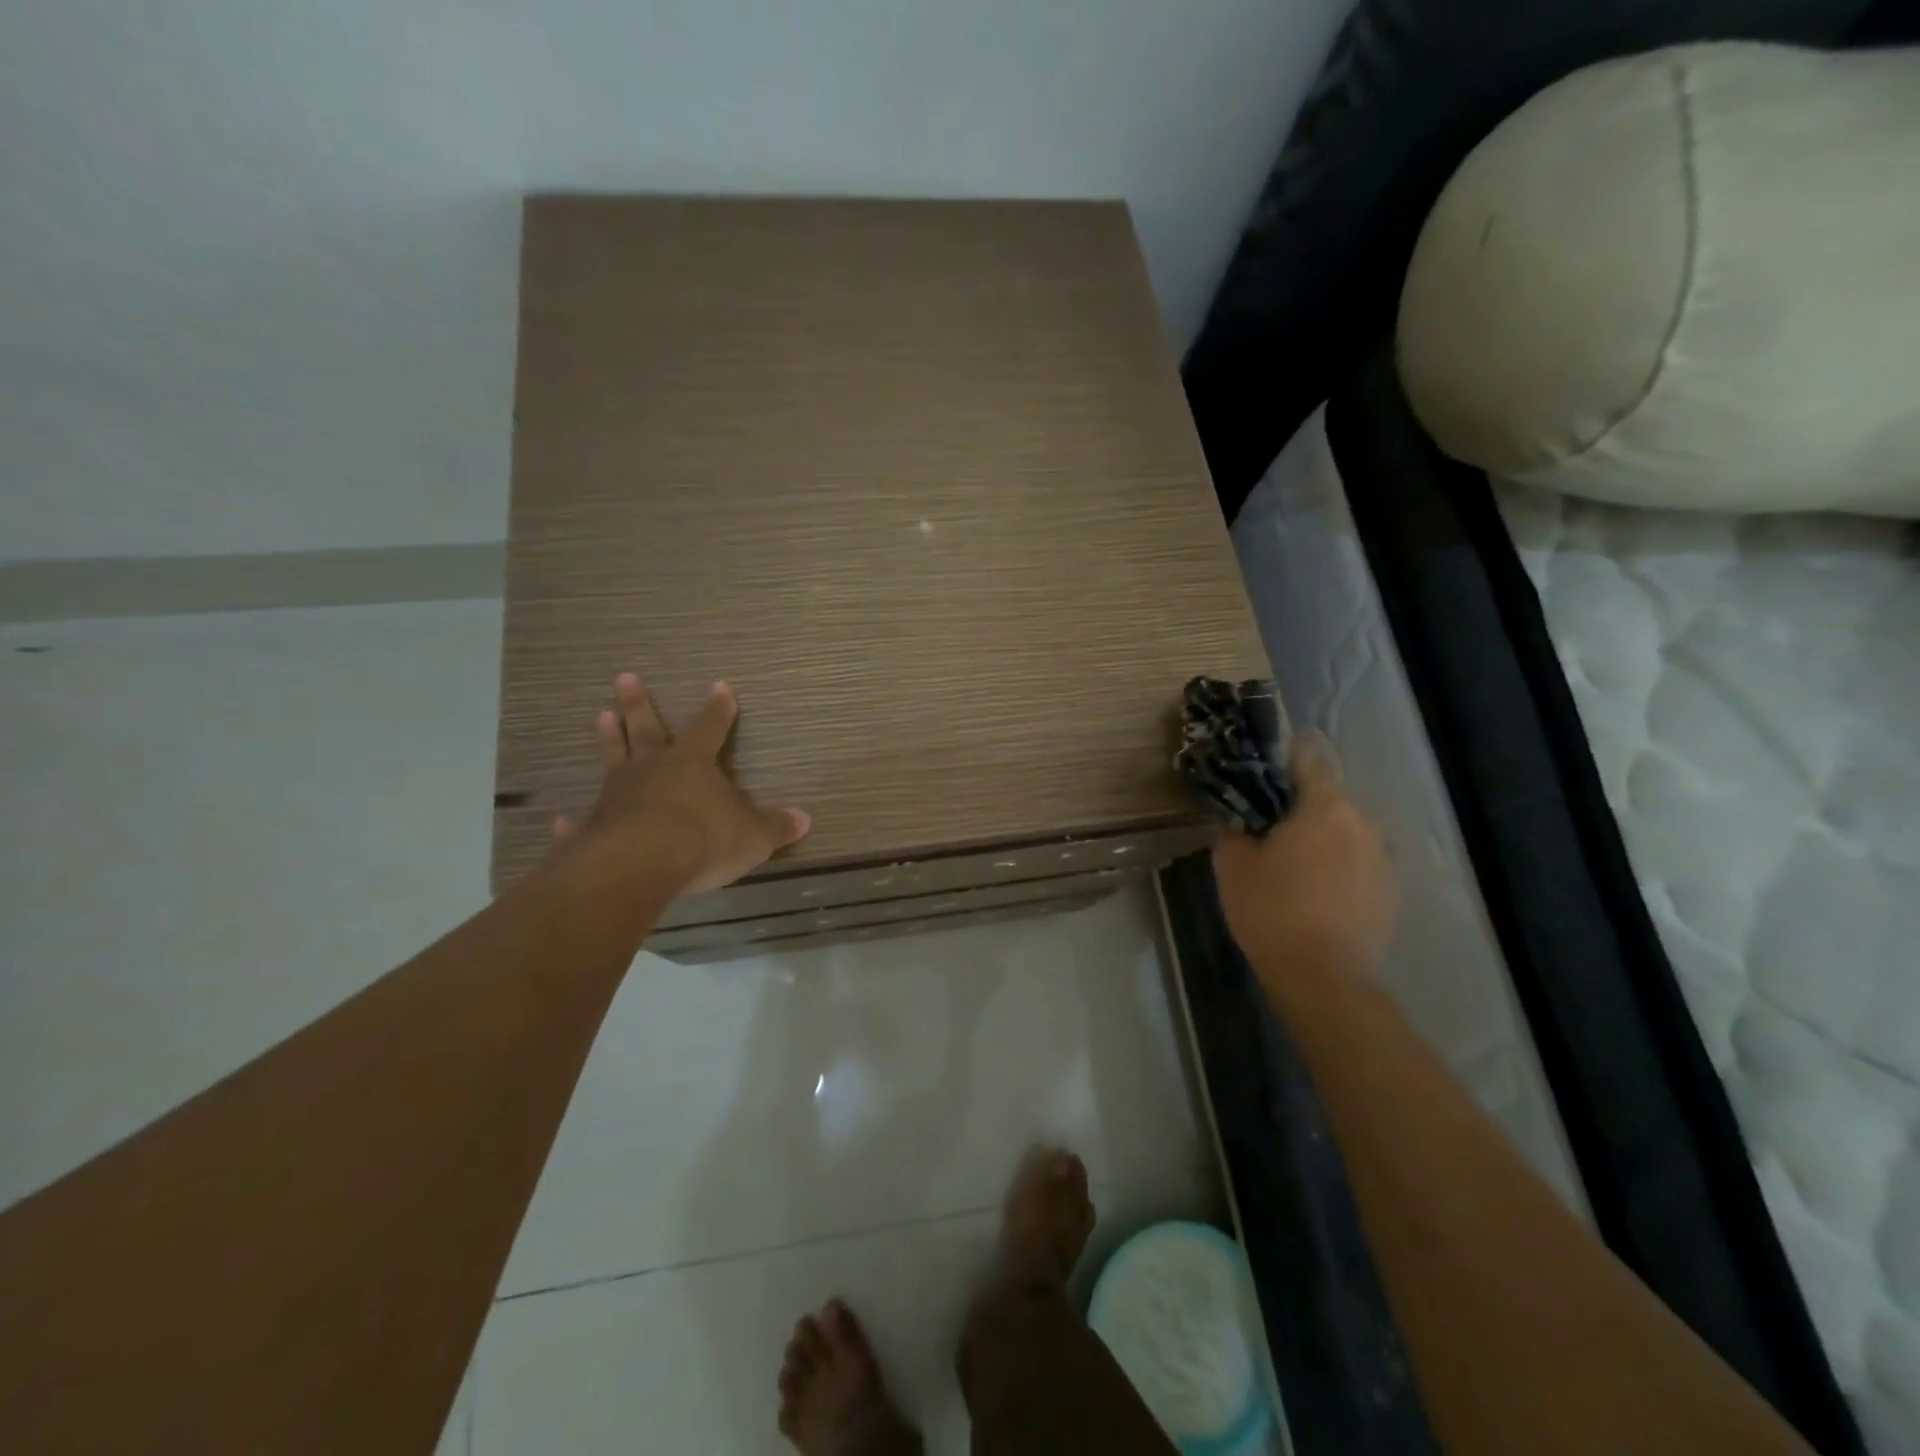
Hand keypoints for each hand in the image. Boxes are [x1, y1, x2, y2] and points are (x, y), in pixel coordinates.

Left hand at [553, 672, 809, 899]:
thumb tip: (804, 820)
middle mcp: (652, 770)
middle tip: (624, 677)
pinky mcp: (593, 828)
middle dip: (639, 704)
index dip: (718, 709)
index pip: (710, 728)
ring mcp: (617, 796)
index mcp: (692, 764)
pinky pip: (584, 821)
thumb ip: (775, 827)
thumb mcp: (753, 835)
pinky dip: (574, 822)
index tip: (719, 687)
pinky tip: (562, 821)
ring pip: (612, 759)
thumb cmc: (704, 839)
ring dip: (608, 739)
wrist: (641, 865)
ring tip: (599, 715)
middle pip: (646, 730)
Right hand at [1212, 737, 1397, 984]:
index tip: (1264, 765)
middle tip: (1270, 824)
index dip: (1285, 755)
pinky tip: (1317, 891)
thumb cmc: (1271, 910)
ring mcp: (1383, 858)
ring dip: (1323, 837)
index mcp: (1325, 806)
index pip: (1309, 758)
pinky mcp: (1391, 891)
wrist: (1323, 978)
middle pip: (1329, 797)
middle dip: (1301, 804)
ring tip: (1294, 862)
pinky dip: (1340, 866)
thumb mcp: (1232, 863)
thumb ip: (1235, 828)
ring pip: (1347, 831)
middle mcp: (1363, 822)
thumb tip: (1241, 819)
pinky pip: (1359, 862)